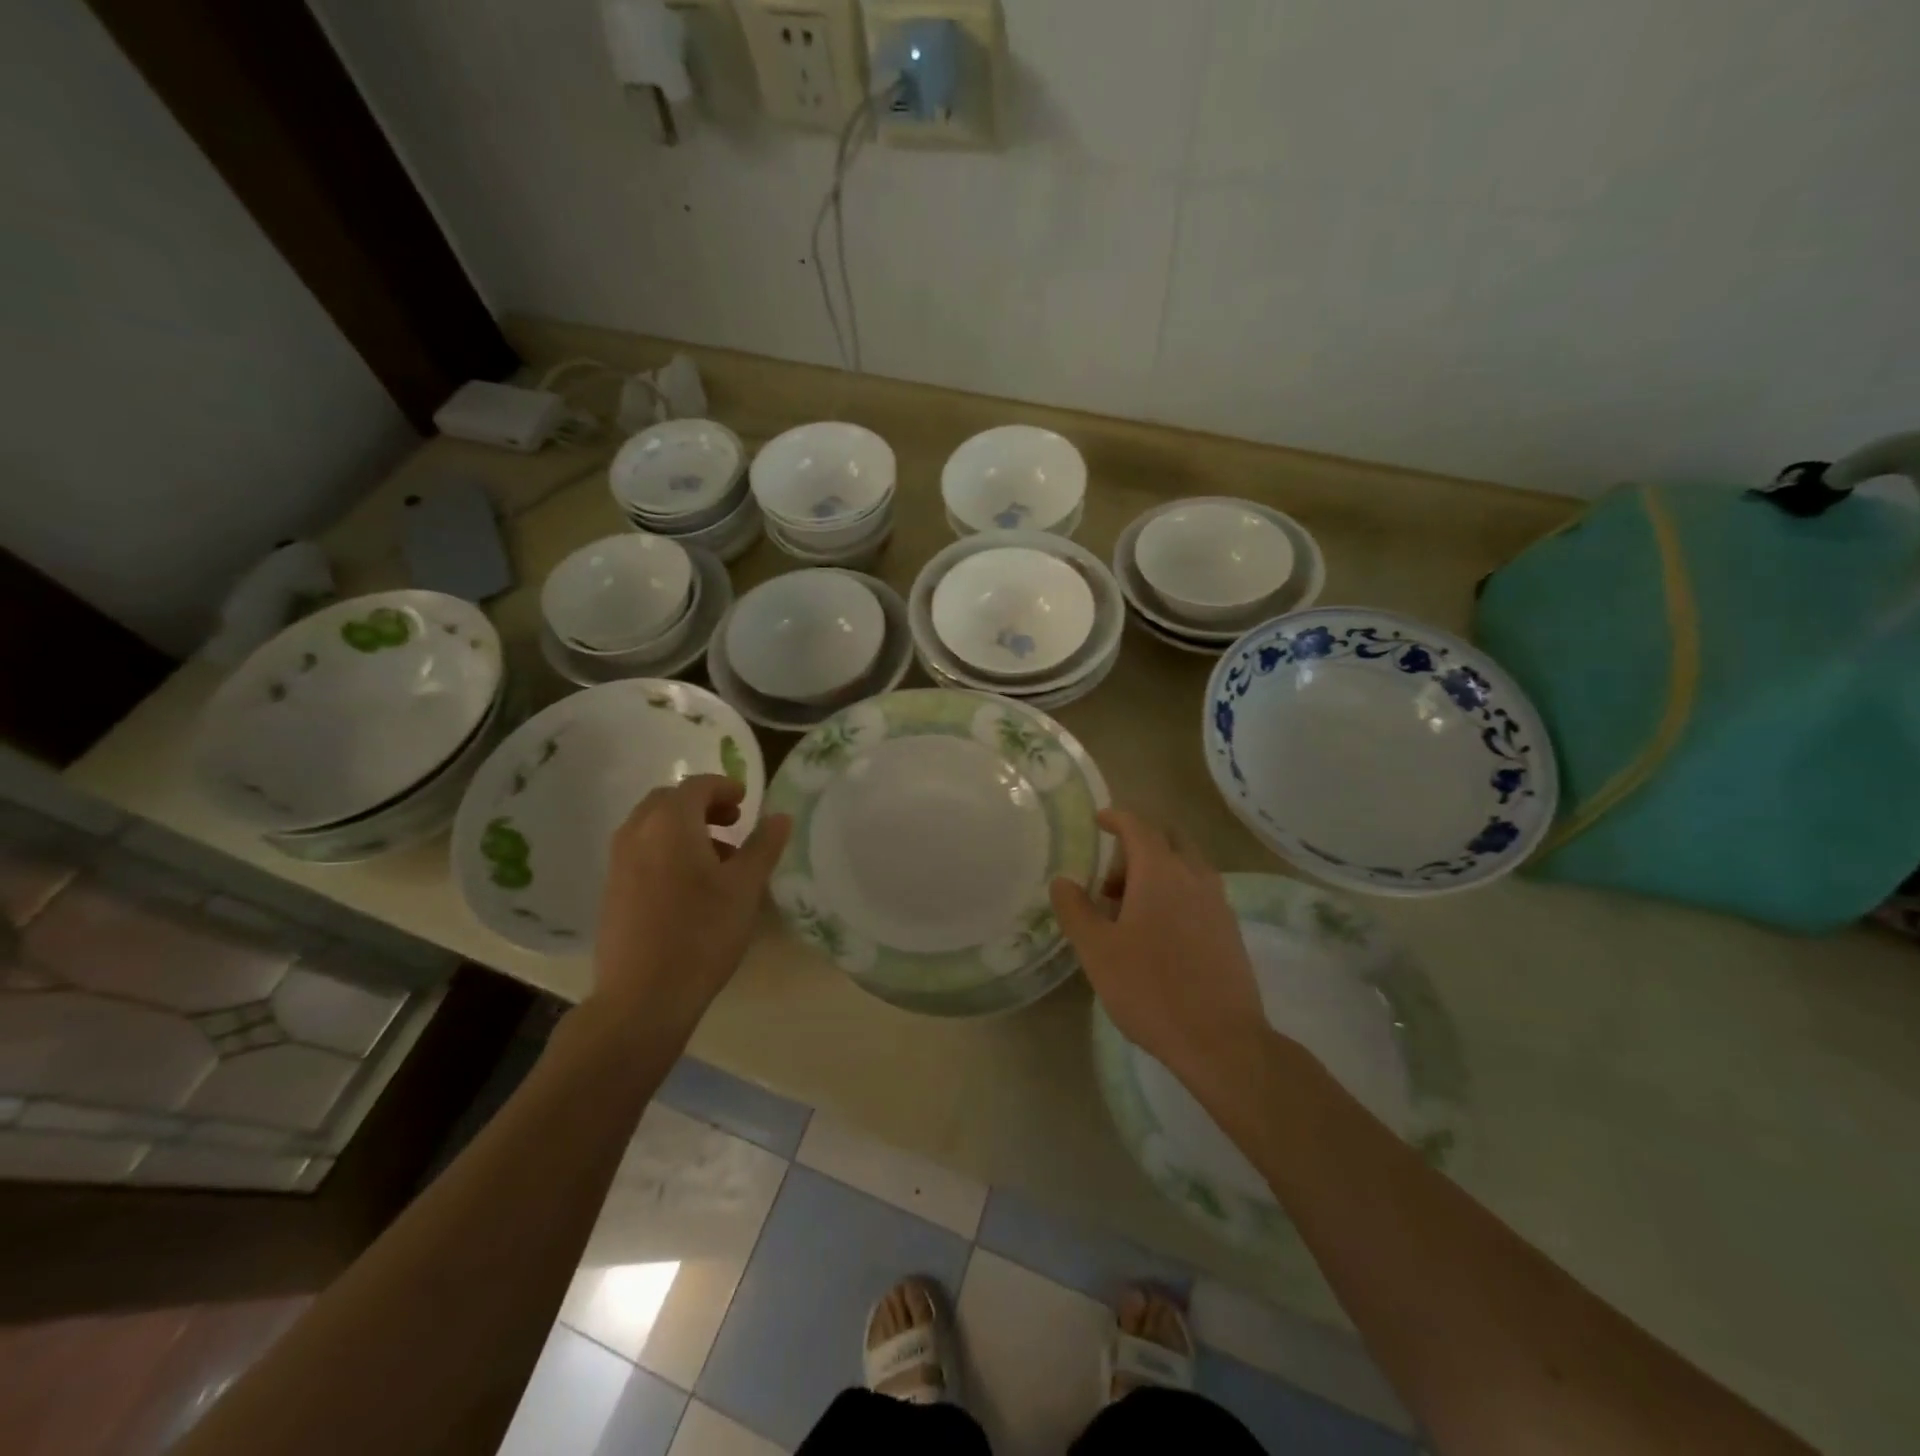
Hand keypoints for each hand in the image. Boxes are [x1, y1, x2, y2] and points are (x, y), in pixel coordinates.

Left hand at [589, 776, 790, 1041]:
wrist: (643, 996)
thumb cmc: (703, 933)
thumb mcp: (746, 887)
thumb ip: (764, 845)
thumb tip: (780, 816)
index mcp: (670, 822)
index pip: (697, 785)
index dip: (725, 787)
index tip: (747, 803)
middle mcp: (637, 832)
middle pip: (669, 801)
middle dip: (703, 805)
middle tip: (733, 824)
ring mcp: (618, 861)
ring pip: (652, 826)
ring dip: (685, 829)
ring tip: (717, 859)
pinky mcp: (611, 889)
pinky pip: (641, 851)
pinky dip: (666, 850)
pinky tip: (690, 887)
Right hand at [1050, 810, 1267, 1096]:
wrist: (1221, 1040)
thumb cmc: (1150, 989)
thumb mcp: (1097, 950)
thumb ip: (1075, 909)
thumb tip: (1063, 881)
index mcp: (1160, 871)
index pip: (1138, 825)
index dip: (1116, 817)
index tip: (1099, 820)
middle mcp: (1194, 876)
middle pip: (1167, 839)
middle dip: (1137, 846)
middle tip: (1110, 881)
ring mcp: (1218, 902)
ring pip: (1185, 866)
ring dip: (1156, 872)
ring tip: (1129, 912)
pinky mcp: (1230, 929)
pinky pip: (1198, 892)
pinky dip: (1175, 893)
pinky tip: (1158, 934)